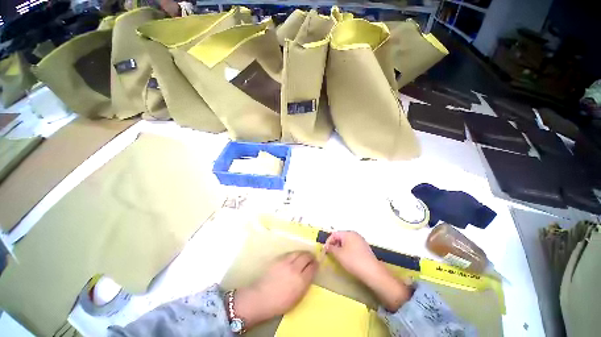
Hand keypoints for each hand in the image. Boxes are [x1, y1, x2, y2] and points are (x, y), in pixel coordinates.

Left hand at [234, 251, 316, 328]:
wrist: (261, 297)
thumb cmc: (280, 302)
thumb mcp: (297, 297)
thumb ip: (305, 283)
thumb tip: (310, 273)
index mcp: (301, 280)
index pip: (312, 267)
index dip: (316, 264)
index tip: (317, 263)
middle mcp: (295, 268)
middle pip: (306, 257)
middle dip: (311, 256)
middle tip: (312, 257)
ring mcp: (286, 262)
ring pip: (298, 252)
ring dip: (303, 253)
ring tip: (305, 254)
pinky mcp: (279, 258)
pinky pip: (290, 253)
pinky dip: (295, 253)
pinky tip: (295, 256)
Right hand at [324, 231, 380, 282]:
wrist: (372, 272)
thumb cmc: (353, 261)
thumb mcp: (339, 255)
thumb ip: (331, 248)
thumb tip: (326, 246)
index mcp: (348, 233)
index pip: (334, 234)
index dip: (328, 241)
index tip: (325, 250)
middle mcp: (355, 234)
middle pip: (340, 237)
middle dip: (334, 244)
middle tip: (330, 254)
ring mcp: (361, 241)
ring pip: (346, 242)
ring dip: (340, 248)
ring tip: (338, 257)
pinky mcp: (364, 248)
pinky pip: (352, 246)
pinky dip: (347, 250)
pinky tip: (347, 259)